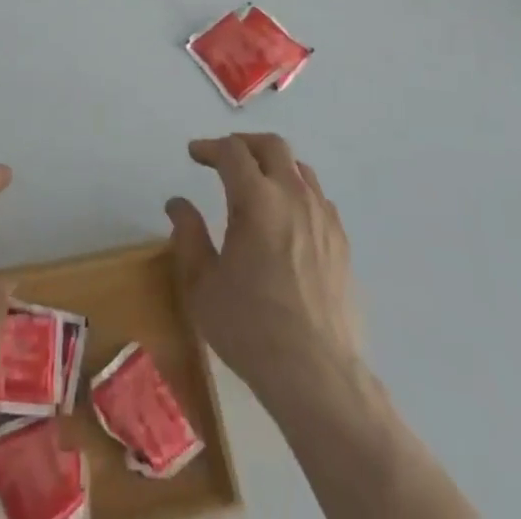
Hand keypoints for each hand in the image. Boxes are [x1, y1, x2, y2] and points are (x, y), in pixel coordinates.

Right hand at [166, 134, 364, 408]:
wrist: (317, 376)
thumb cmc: (250, 328)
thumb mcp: (202, 285)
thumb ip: (188, 236)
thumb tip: (178, 204)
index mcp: (257, 199)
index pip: (232, 152)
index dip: (209, 147)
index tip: (194, 154)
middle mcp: (293, 196)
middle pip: (272, 146)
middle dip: (244, 144)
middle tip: (224, 157)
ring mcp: (323, 217)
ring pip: (300, 168)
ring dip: (274, 165)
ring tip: (257, 183)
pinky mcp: (342, 242)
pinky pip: (319, 198)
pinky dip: (298, 192)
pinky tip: (288, 216)